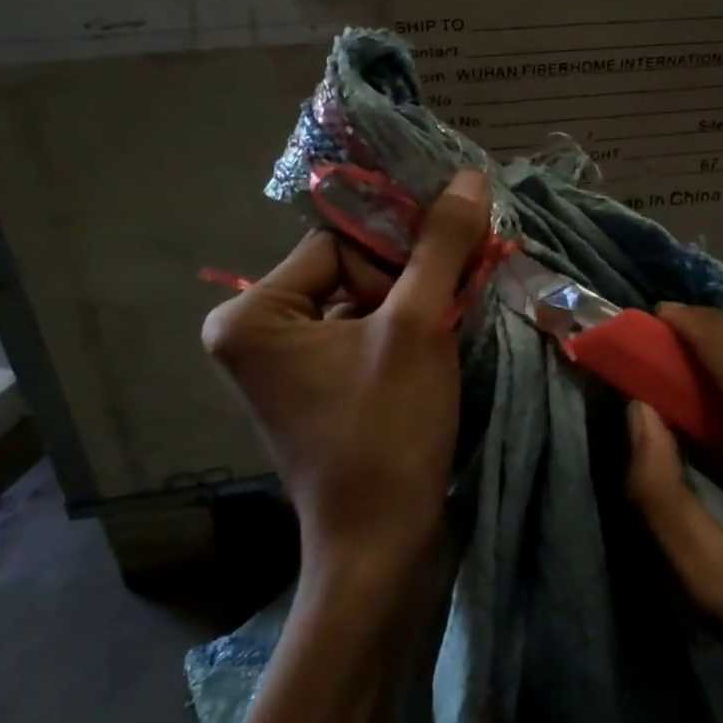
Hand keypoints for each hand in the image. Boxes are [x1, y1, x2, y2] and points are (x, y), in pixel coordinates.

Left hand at [201, 170, 491, 585]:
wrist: (381, 546)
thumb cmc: (387, 433)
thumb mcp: (418, 327)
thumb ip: (440, 246)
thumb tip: (468, 176)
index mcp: (253, 314)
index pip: (339, 242)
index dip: (397, 252)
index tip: (445, 272)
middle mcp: (254, 331)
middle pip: (350, 268)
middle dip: (407, 280)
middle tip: (451, 303)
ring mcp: (284, 361)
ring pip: (362, 299)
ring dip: (412, 303)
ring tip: (450, 323)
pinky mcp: (315, 383)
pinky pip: (361, 331)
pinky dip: (402, 330)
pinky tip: (436, 344)